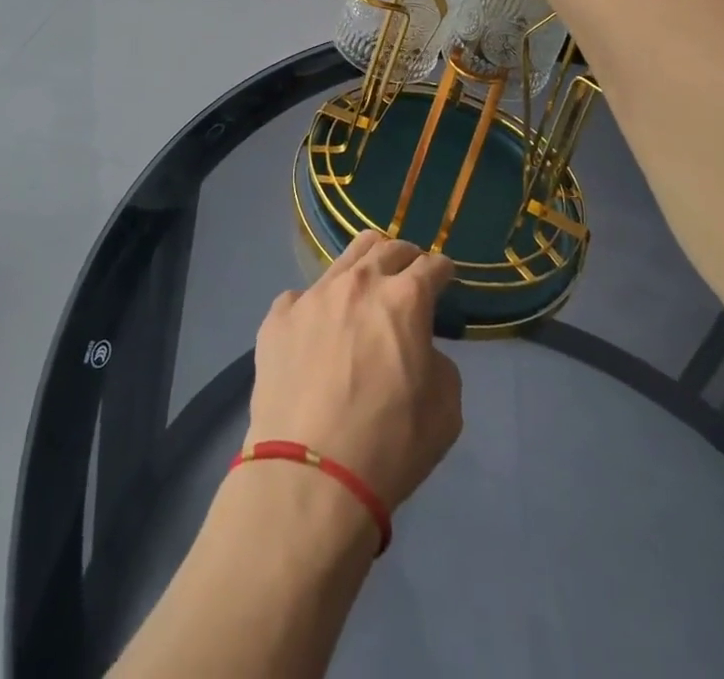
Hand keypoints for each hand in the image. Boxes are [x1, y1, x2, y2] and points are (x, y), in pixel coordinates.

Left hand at [246, 231, 462, 513]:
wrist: (309, 475)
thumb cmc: (389, 446)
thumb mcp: (445, 410)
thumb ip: (438, 363)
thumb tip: (418, 349)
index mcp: (404, 299)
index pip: (432, 265)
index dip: (443, 271)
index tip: (444, 279)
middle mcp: (358, 283)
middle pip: (387, 248)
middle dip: (405, 257)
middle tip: (409, 274)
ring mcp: (313, 295)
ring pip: (344, 259)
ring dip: (364, 267)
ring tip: (367, 286)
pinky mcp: (278, 316)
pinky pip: (303, 297)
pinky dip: (319, 307)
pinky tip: (318, 331)